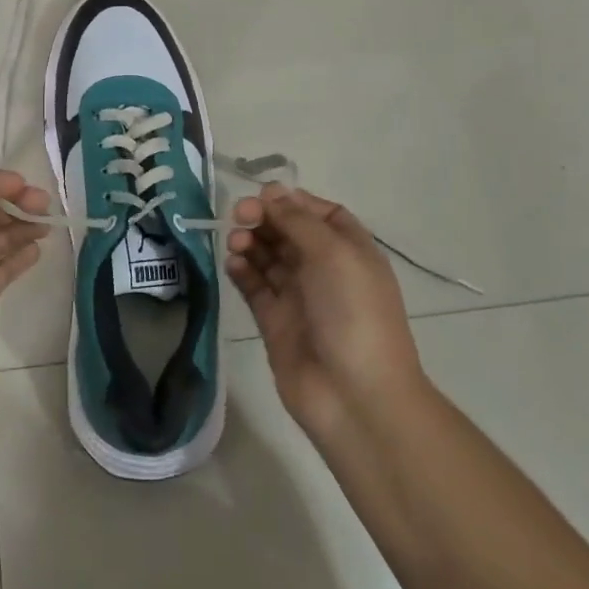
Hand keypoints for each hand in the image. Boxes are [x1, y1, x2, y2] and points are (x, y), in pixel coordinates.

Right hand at [226, 185, 429, 447]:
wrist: (356, 397)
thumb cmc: (353, 314)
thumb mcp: (333, 254)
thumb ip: (297, 219)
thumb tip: (272, 192)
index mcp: (350, 251)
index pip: (318, 213)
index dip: (291, 201)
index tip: (264, 197)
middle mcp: (324, 270)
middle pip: (288, 231)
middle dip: (263, 218)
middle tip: (240, 216)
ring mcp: (299, 297)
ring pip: (268, 256)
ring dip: (250, 242)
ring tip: (236, 243)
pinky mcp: (275, 322)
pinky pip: (254, 287)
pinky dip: (242, 271)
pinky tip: (233, 264)